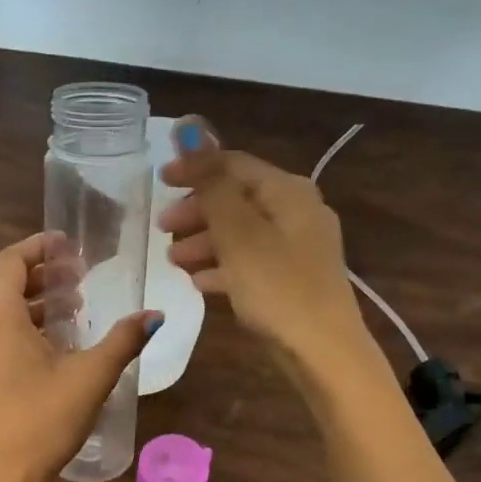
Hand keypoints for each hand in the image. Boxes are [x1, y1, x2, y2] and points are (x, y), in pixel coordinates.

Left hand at [0, 234, 159, 481]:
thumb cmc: (43, 420)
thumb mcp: (91, 376)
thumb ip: (123, 340)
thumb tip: (154, 314)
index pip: (11, 261)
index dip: (41, 246)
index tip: (71, 245)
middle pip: (7, 284)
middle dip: (45, 275)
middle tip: (82, 277)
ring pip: (4, 311)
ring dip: (38, 303)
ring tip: (77, 309)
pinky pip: (0, 334)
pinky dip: (27, 327)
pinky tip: (58, 344)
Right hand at [160, 120, 370, 376]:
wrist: (322, 352)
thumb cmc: (277, 287)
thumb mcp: (238, 233)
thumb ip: (211, 182)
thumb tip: (191, 129)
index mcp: (288, 192)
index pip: (234, 165)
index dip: (195, 168)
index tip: (158, 181)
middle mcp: (298, 212)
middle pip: (238, 199)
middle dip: (197, 212)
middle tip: (162, 228)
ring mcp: (299, 248)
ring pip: (242, 233)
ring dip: (205, 242)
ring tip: (174, 261)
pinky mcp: (294, 280)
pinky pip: (252, 263)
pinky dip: (225, 267)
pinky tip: (200, 283)